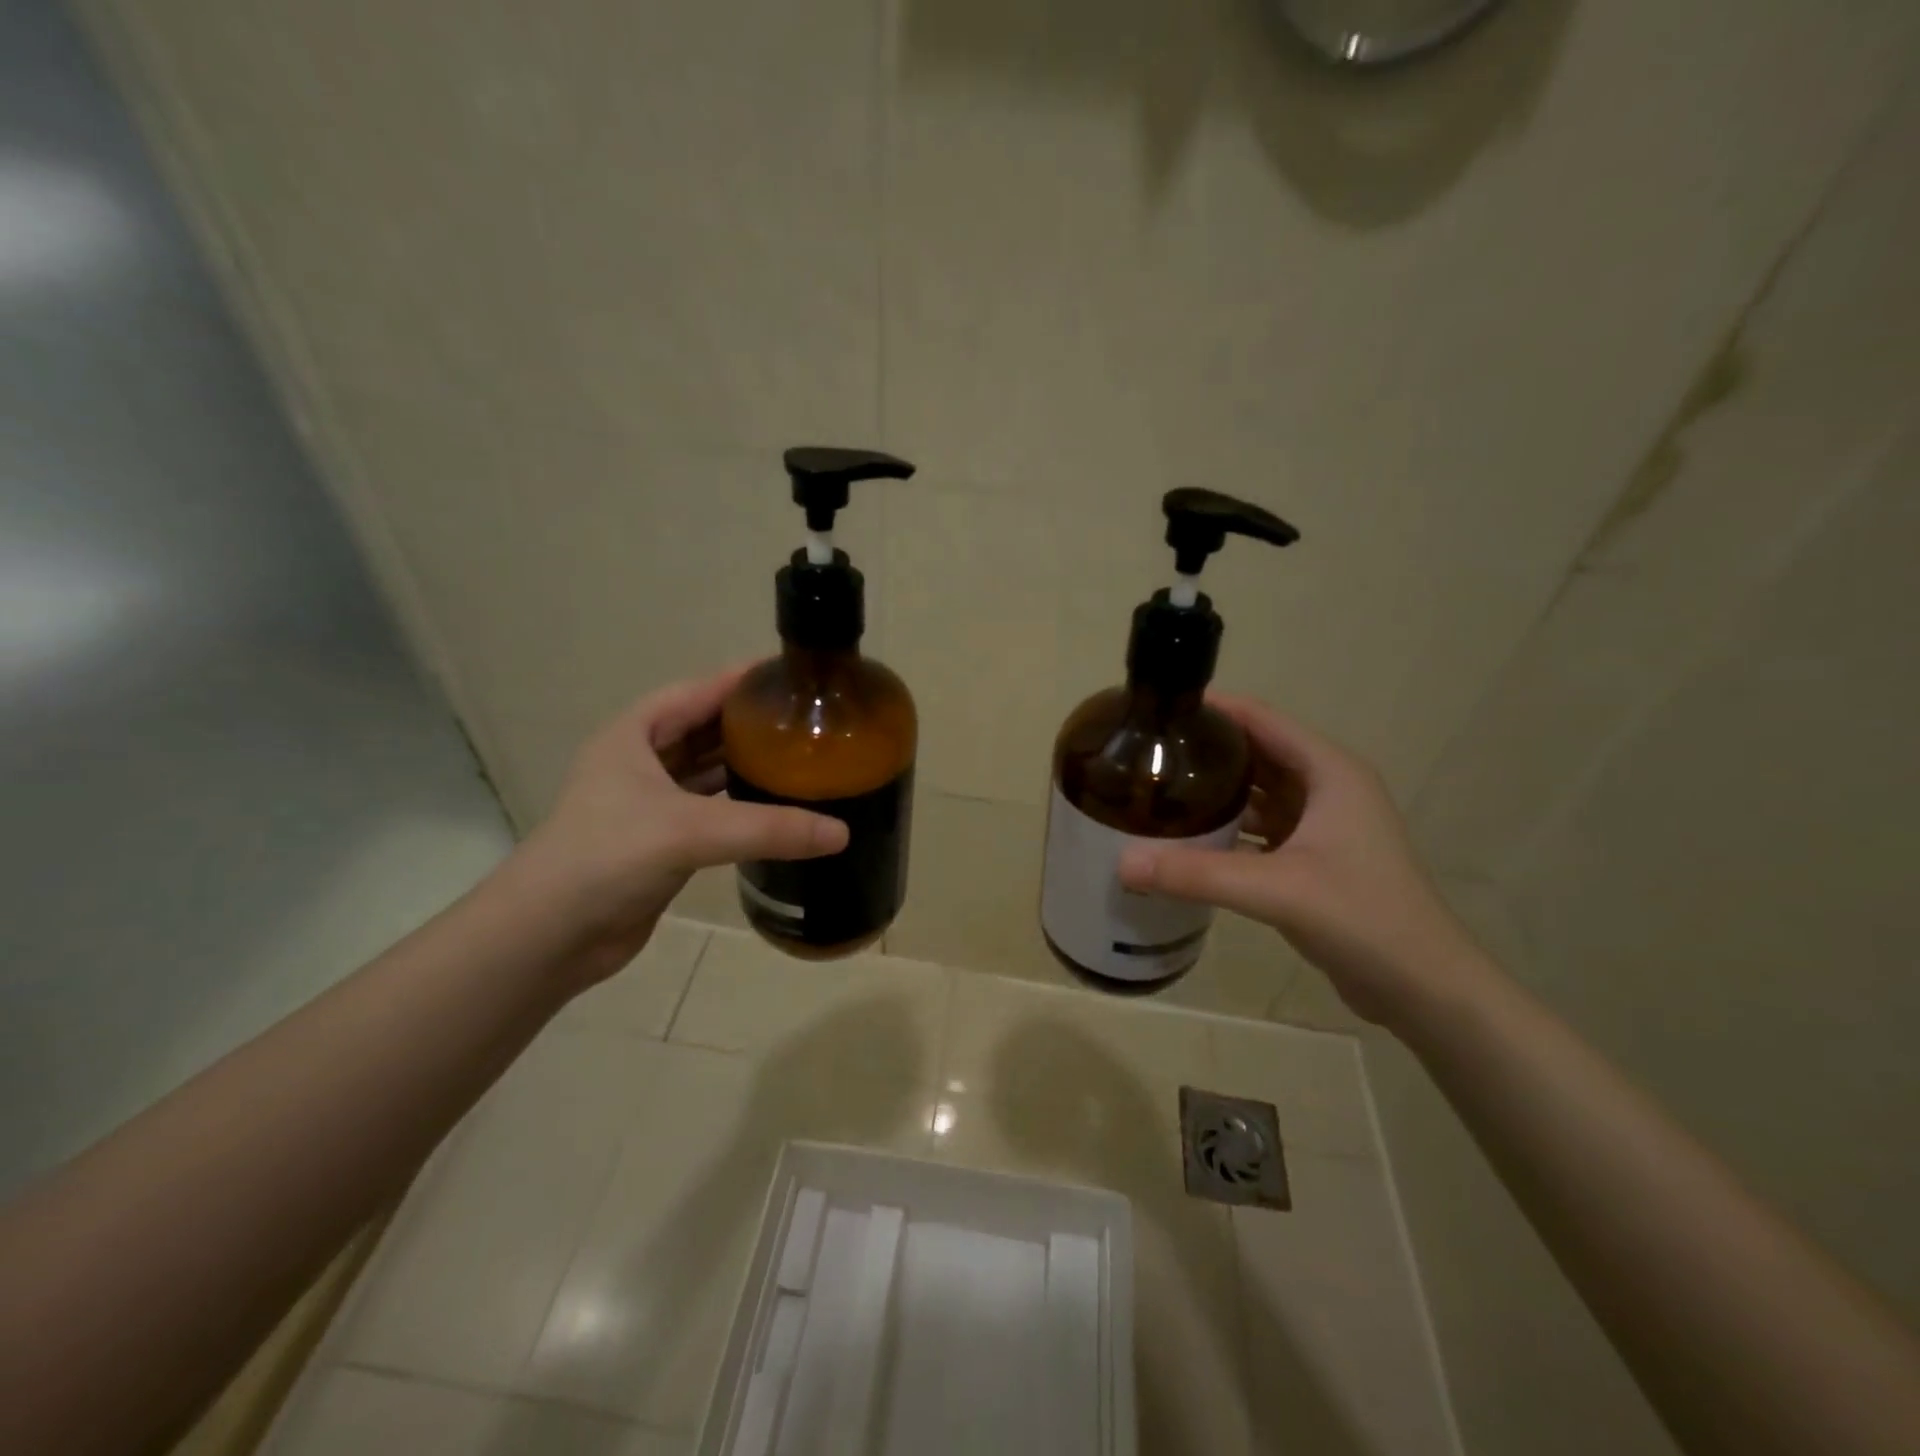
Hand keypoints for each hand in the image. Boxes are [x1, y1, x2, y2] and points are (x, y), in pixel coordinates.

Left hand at [511, 667, 847, 980]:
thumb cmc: (607, 858)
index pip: (700, 691)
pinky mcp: (661, 840)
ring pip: (710, 771)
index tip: (797, 676)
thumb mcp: (689, 831)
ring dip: (749, 766)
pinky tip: (779, 809)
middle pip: (708, 729)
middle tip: (811, 722)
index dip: (745, 680)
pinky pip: (712, 811)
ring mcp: (650, 802)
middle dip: (754, 724)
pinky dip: (742, 807)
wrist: (549, 936)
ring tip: (804, 760)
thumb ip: (768, 828)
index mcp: (636, 734)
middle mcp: (642, 760)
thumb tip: (842, 832)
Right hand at [1117, 693, 1486, 1026]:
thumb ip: (1197, 874)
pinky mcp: (1314, 858)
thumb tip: (1122, 863)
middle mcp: (1327, 788)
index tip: (1161, 706)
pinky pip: (1260, 828)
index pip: (1263, 720)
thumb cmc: (1362, 918)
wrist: (1422, 987)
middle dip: (1207, 750)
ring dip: (1216, 790)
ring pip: (1258, 793)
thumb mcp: (1275, 889)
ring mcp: (1322, 825)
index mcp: (1329, 772)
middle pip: (1257, 753)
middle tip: (1147, 751)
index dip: (1215, 708)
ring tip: (1159, 789)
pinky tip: (1188, 837)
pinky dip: (1228, 827)